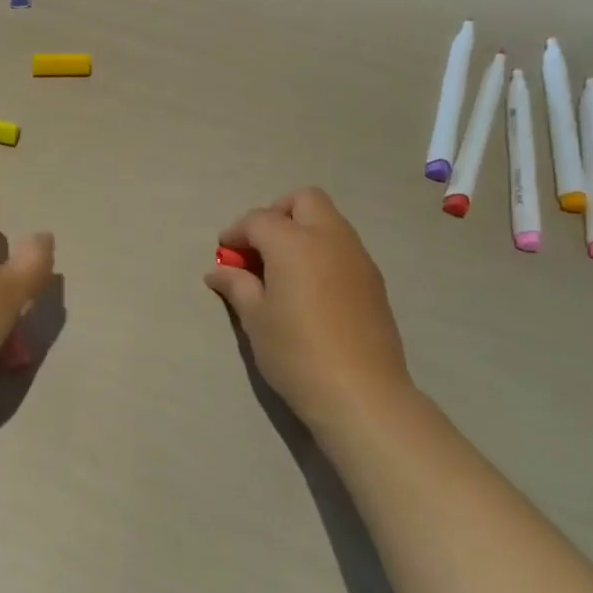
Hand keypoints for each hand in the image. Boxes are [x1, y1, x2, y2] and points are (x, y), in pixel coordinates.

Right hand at [205, 188, 414, 434]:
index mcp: (295, 243)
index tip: (224, 254)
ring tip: (282, 269)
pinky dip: (321, 250)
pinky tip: (309, 287)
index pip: (258, 219)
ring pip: (328, 220)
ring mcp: (357, 257)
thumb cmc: (296, 353)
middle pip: (303, 200)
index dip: (236, 232)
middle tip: (259, 248)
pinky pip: (343, 246)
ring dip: (301, 230)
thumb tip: (219, 271)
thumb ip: (237, 285)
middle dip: (276, 214)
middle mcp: (330, 238)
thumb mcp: (255, 319)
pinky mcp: (373, 279)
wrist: (361, 393)